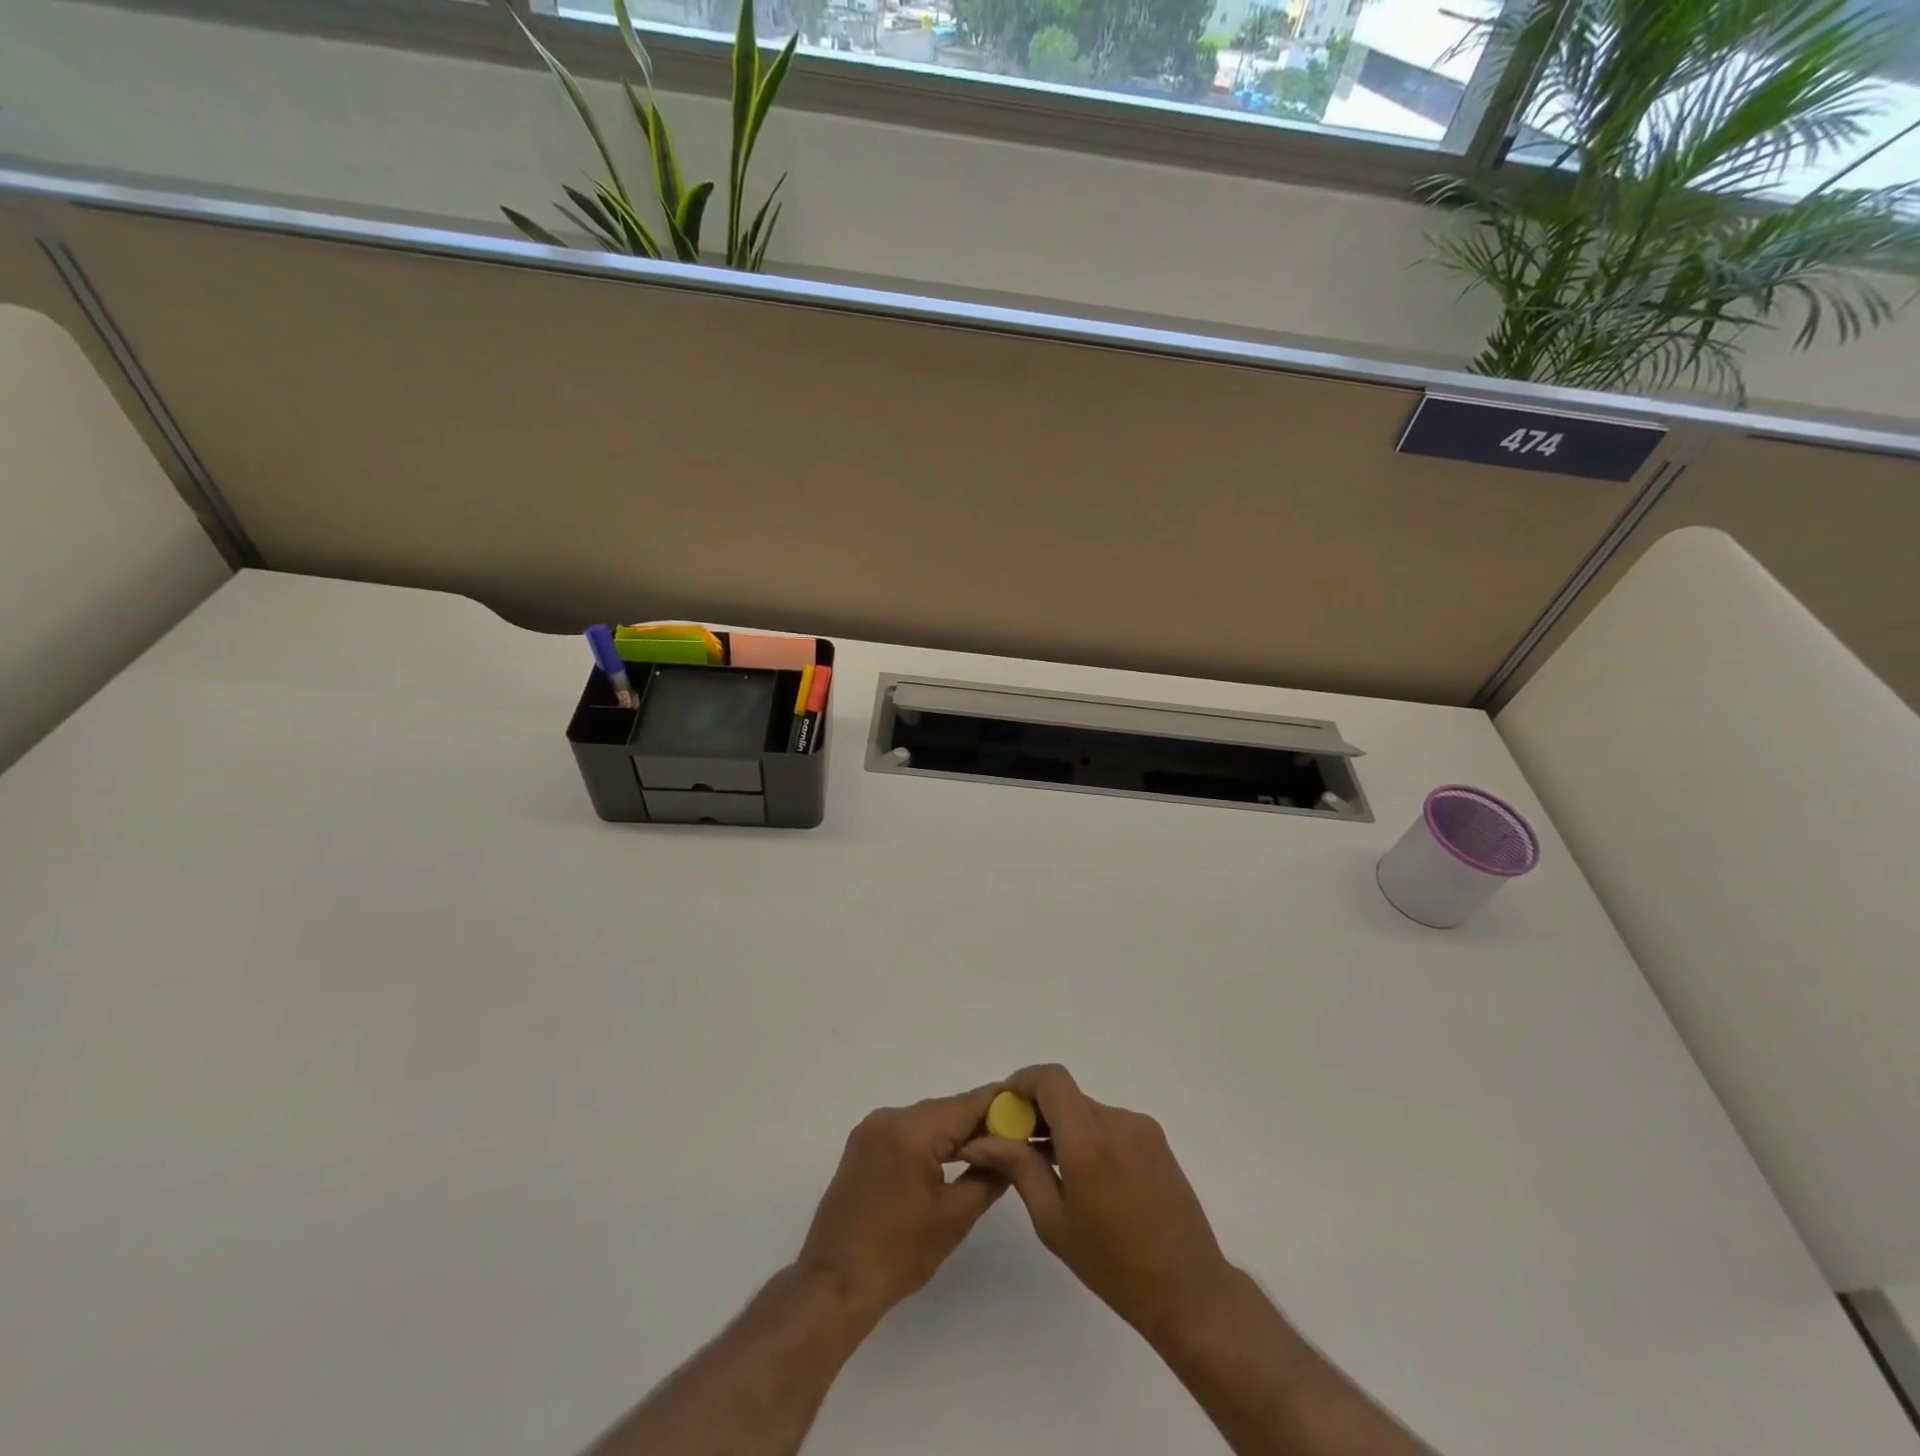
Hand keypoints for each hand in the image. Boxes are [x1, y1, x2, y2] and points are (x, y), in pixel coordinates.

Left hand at [796, 1084, 1006, 1318]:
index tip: (1030, 1111)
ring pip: (928, 1119)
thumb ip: (989, 1176)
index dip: (1001, 1105)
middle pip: (947, 1109)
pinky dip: (931, 1140)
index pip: (967, 1104)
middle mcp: (889, 1116)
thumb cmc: (898, 1254)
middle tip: (1016, 1136)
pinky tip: (952, 1158)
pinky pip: (908, 1131)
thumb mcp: (954, 1217)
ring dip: (956, 1132)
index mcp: (911, 1130)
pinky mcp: (863, 1144)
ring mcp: (872, 1128)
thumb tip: (1012, 1151)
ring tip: (991, 1149)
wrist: (834, 1284)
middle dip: (981, 1121)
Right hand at [960, 1064, 1234, 1339]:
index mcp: (1089, 1140)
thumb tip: (979, 1140)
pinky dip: (1089, 1136)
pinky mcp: (1156, 1139)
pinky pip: (1110, 1124)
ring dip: (1064, 1127)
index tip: (1003, 1109)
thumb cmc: (1113, 1265)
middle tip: (1017, 1146)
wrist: (1188, 1290)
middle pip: (1067, 1096)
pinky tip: (1086, 1177)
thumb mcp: (1053, 1220)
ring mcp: (1141, 1127)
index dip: (1022, 1083)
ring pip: (1087, 1110)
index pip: (1050, 1079)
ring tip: (1051, 1169)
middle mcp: (1117, 1121)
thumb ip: (1018, 1168)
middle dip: (1038, 1112)